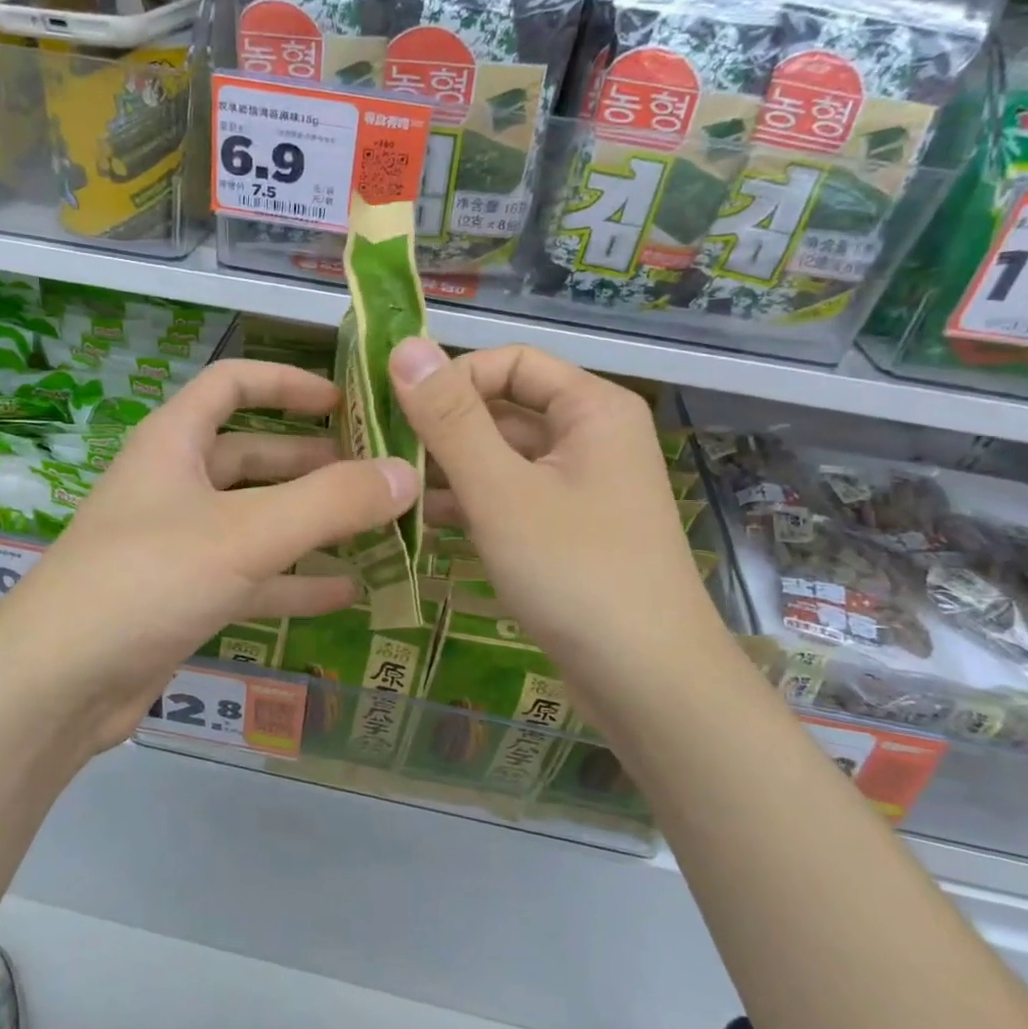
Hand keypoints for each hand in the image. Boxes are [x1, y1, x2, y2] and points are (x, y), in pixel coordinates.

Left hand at [0, 360, 417, 755]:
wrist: (59, 684)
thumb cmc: (148, 579)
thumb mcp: (246, 534)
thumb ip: (330, 502)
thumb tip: (404, 475)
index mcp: (174, 443)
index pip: (232, 384)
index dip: (287, 383)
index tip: (345, 401)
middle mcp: (174, 484)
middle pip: (253, 456)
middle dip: (314, 463)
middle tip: (377, 476)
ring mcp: (177, 543)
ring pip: (255, 519)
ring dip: (311, 524)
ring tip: (375, 529)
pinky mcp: (182, 596)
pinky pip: (249, 575)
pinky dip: (293, 580)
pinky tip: (345, 592)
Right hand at [390, 338, 729, 708]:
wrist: (648, 683)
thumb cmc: (576, 571)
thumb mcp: (501, 490)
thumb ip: (450, 418)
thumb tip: (405, 345)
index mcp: (591, 409)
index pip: (509, 362)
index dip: (453, 378)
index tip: (399, 413)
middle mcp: (591, 438)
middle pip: (504, 409)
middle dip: (443, 429)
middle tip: (379, 454)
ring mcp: (581, 488)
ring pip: (502, 458)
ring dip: (448, 469)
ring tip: (389, 490)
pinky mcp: (568, 532)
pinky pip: (511, 498)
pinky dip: (470, 504)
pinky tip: (421, 523)